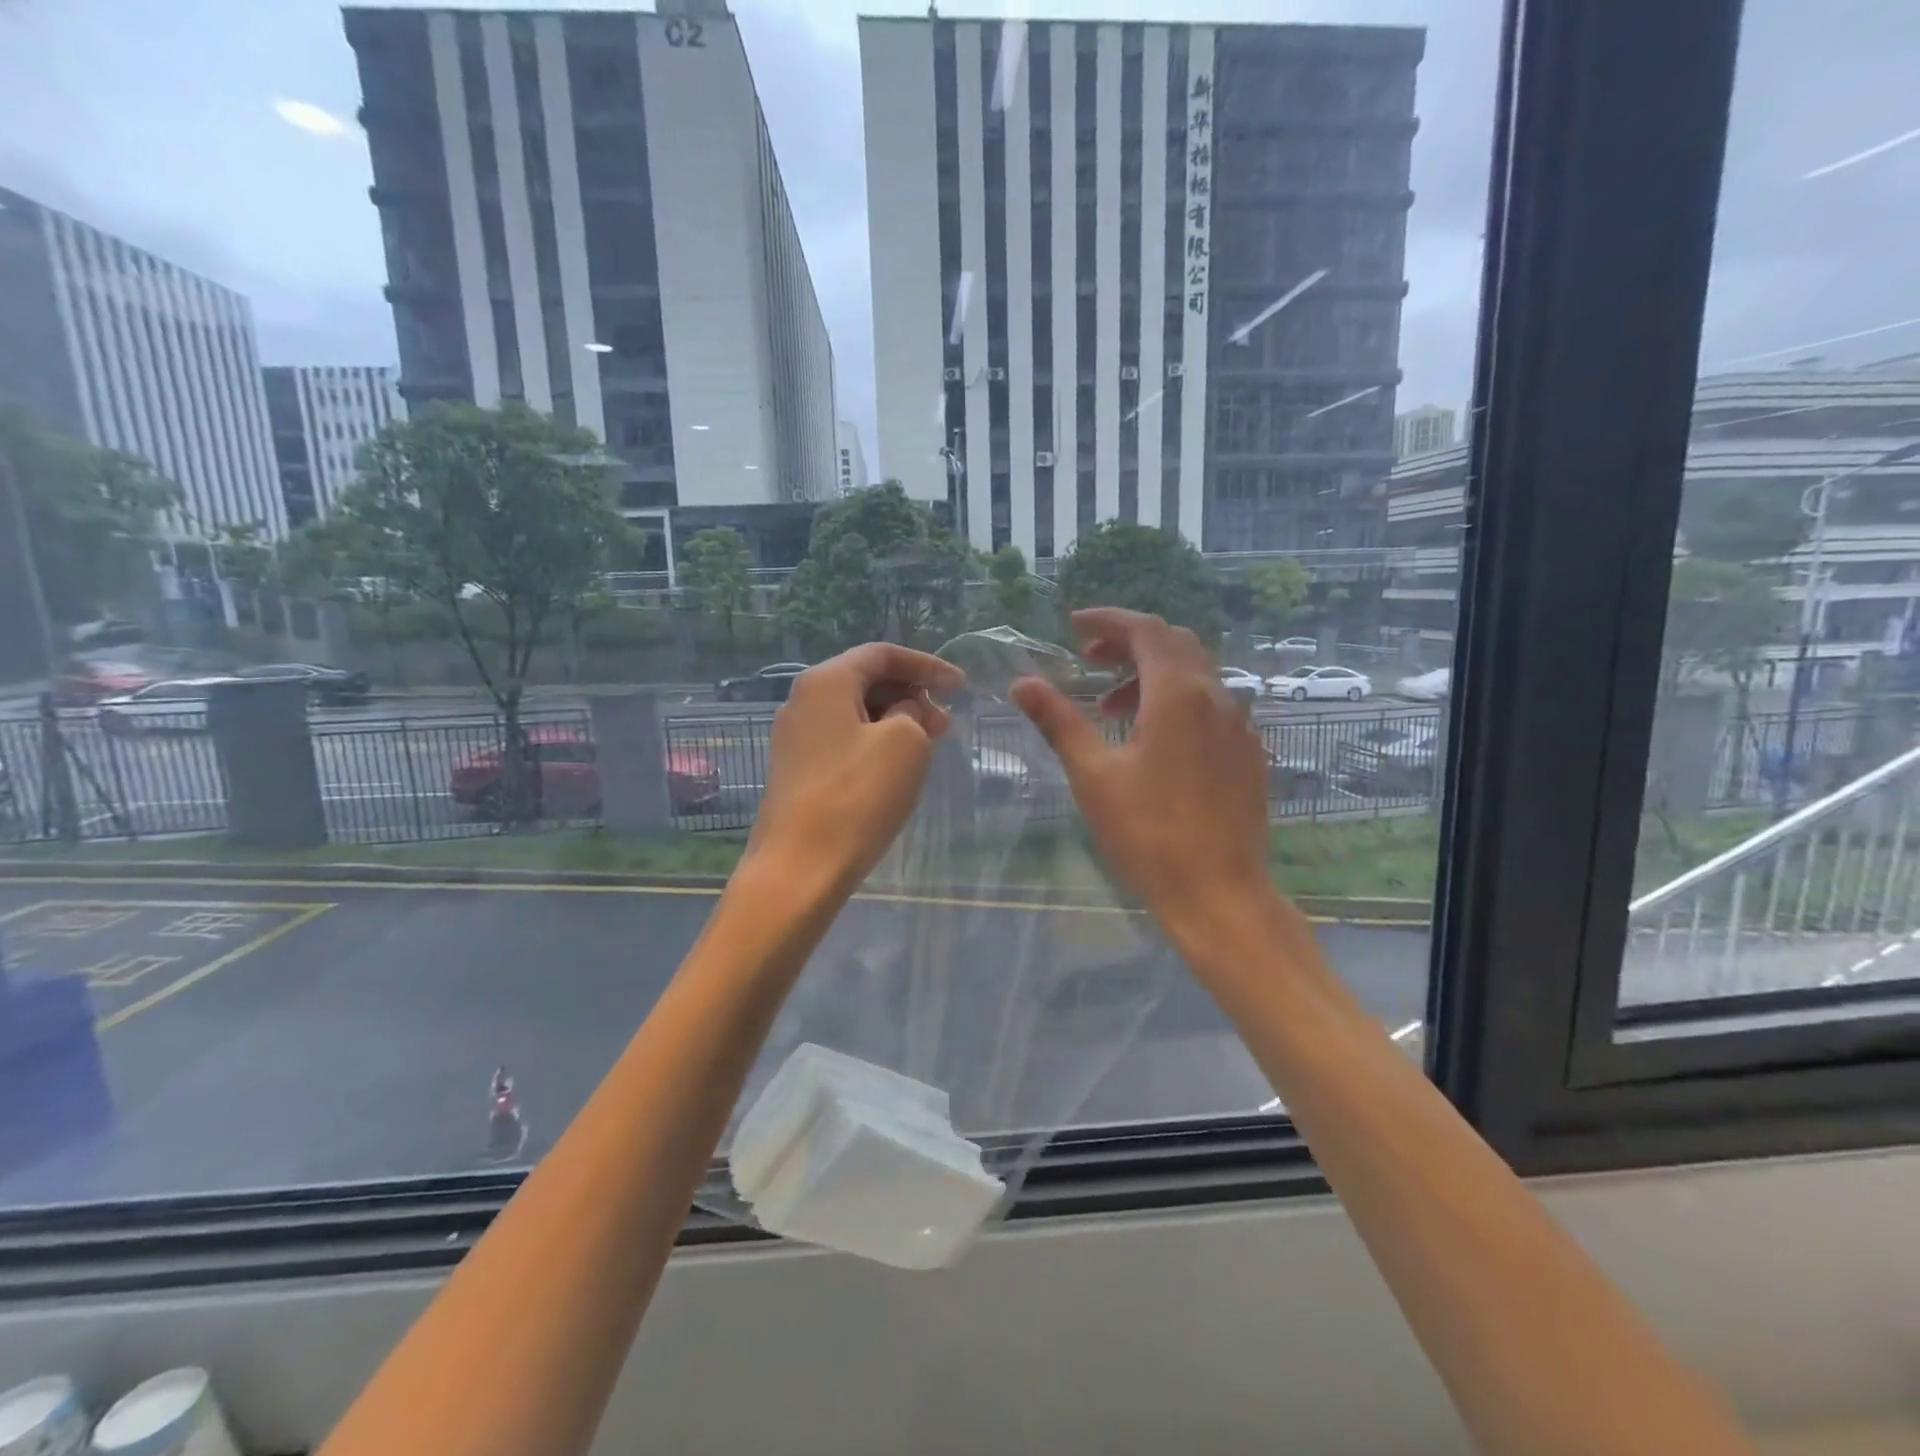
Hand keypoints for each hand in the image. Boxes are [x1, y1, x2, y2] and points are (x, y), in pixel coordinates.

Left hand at [746, 642, 964, 896]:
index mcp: (825, 682)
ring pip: (855, 714)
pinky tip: (896, 768)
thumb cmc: (857, 797)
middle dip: (911, 694)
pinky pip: (843, 741)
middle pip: (865, 680)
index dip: (926, 665)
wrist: (799, 869)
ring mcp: (794, 739)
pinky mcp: (796, 772)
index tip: (960, 687)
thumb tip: (903, 713)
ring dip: (895, 721)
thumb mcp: (905, 743)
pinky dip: (875, 743)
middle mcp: (801, 701)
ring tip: (928, 746)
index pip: (882, 654)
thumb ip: (913, 712)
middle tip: (945, 724)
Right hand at [1011, 608, 1274, 949]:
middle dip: (1128, 643)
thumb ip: (1059, 720)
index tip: (1074, 625)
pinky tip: (1153, 738)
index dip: (1108, 620)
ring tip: (1110, 707)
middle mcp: (1217, 697)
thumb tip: (1022, 683)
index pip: (1145, 630)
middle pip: (1173, 644)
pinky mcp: (1248, 752)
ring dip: (1150, 675)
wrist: (1219, 893)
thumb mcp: (1093, 774)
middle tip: (1088, 659)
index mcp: (1178, 694)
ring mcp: (1240, 725)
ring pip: (1194, 675)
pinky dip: (1176, 700)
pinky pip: (1211, 705)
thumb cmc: (1148, 833)